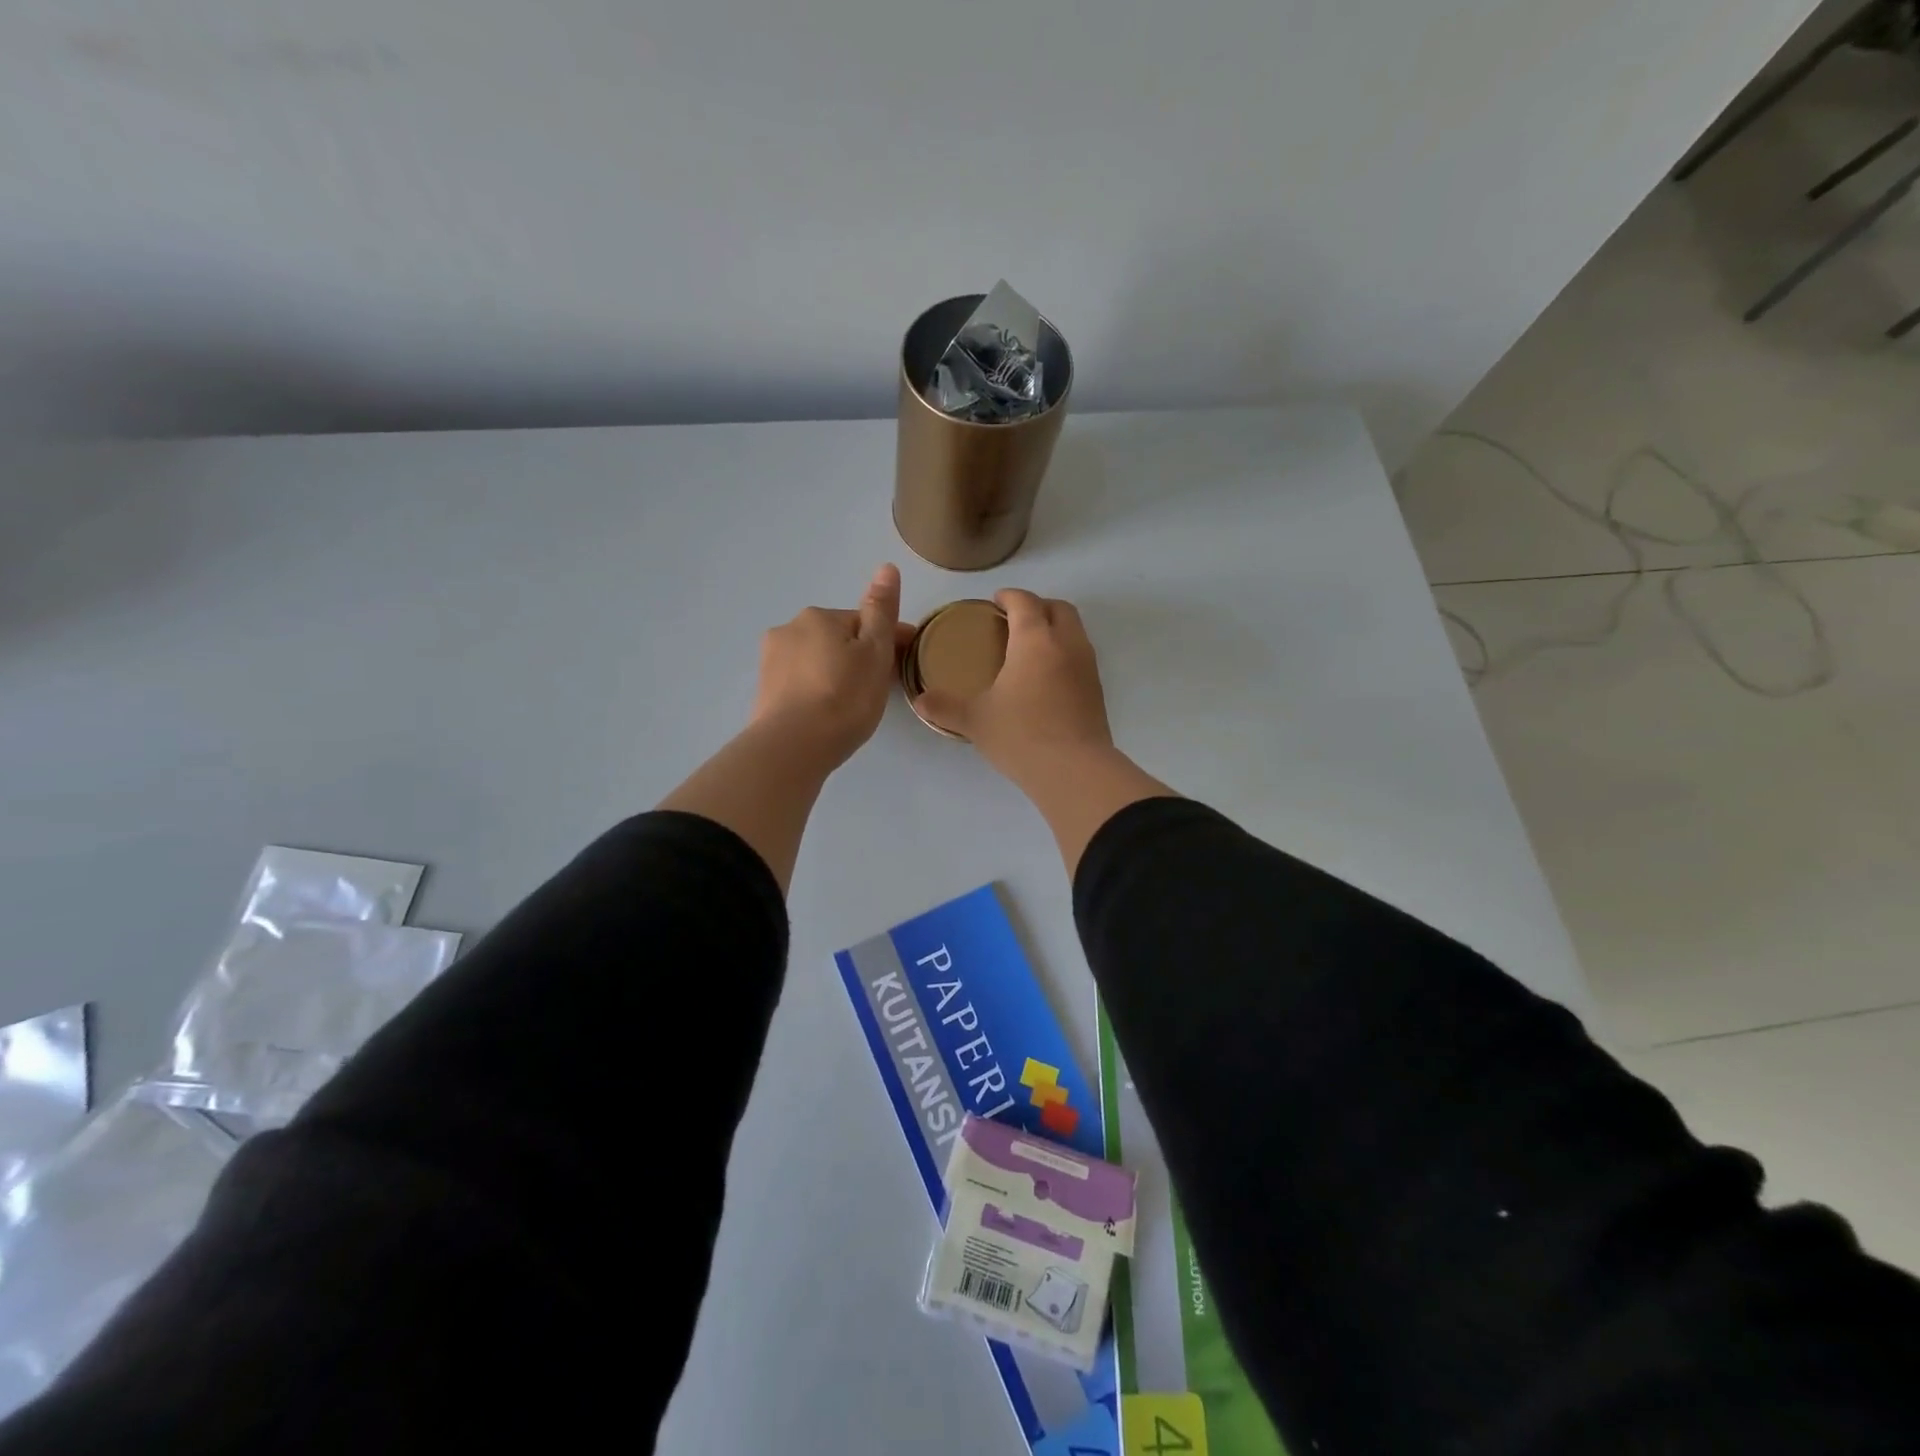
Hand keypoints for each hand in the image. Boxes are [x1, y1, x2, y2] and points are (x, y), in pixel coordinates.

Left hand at [749, 564, 911, 769]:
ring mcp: (771, 661)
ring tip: (850, 707)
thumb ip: (881, 610)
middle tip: (877, 691)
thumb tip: (886, 567)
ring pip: (816, 661)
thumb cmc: (844, 697)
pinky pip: (799, 684)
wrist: (793, 746)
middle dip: (857, 657)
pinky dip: (815, 692)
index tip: (905, 667)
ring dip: (834, 673)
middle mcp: (789, 629)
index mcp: (819, 616)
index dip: (889, 642)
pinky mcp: (763, 692)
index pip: (864, 623)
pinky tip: (825, 715)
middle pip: (837, 640)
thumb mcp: (875, 652)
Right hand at [914, 589, 1114, 786]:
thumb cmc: (1021, 735)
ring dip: (1054, 628)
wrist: (1074, 770)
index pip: (1025, 602)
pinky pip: (1080, 656)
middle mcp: (1066, 643)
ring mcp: (1087, 666)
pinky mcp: (1097, 689)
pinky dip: (1064, 653)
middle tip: (1014, 620)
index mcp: (1035, 640)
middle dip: (1037, 606)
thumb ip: (945, 706)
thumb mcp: (975, 720)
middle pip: (1058, 608)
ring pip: (1075, 630)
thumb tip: (920, 701)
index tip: (995, 601)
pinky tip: (1045, 678)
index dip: (1009, 596)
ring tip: (1029, 648)